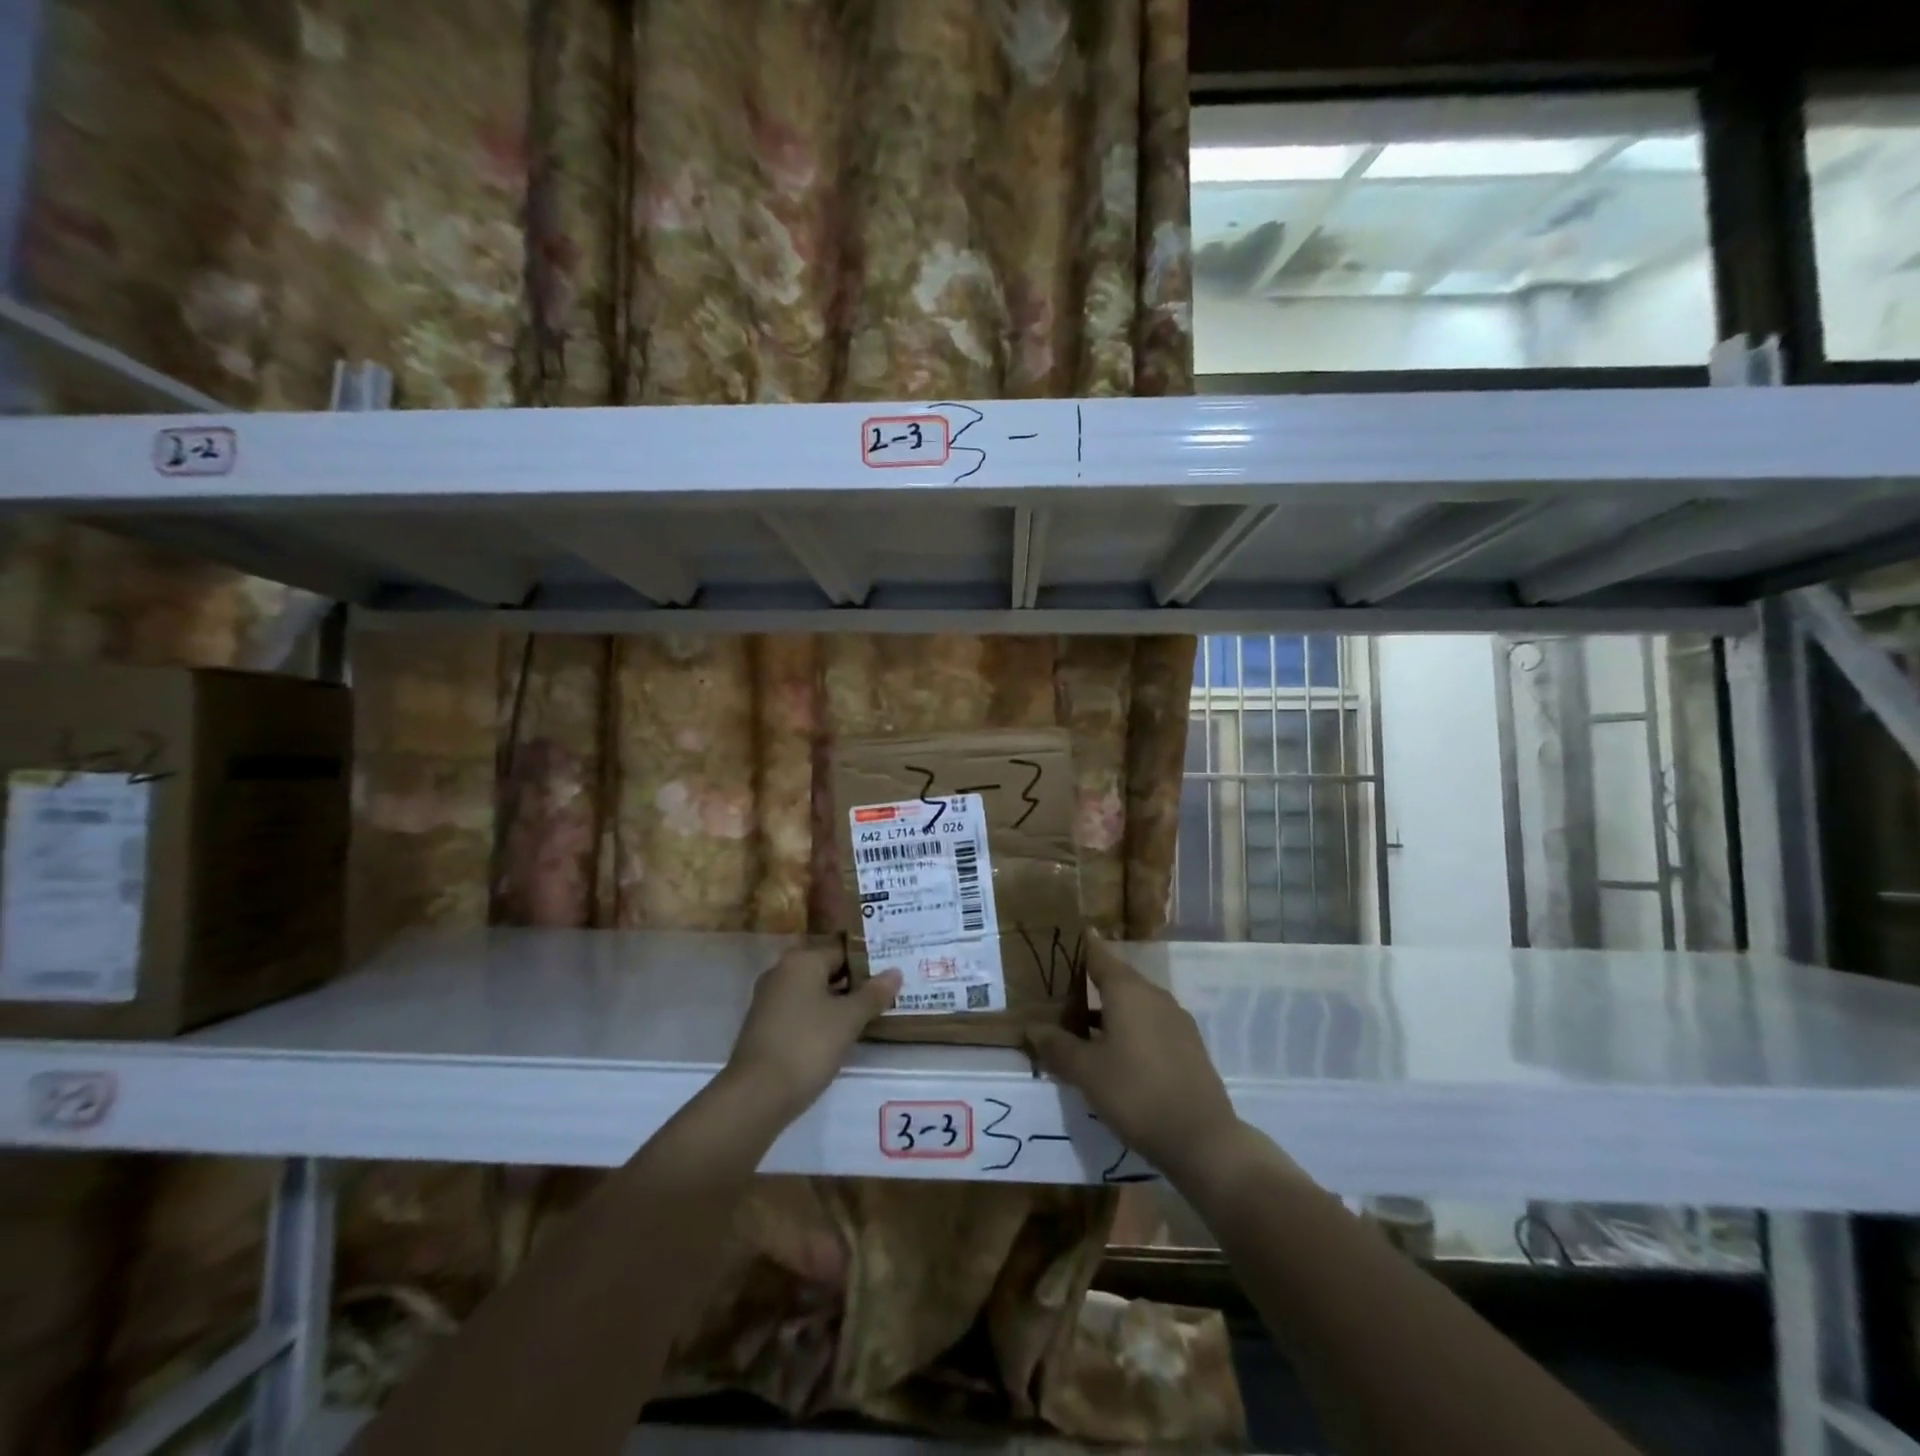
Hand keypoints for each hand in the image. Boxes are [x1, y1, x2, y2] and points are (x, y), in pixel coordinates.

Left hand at [725, 942, 900, 1121]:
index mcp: (802, 960)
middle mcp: (782, 971)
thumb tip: (895, 972)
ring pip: (813, 990)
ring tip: (869, 1013)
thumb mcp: (848, 1019)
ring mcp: (770, 999)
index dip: (868, 960)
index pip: (842, 948)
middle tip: (886, 992)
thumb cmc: (807, 1045)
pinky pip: (801, 1009)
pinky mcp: (765, 1024)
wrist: (756, 1095)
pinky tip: (840, 1032)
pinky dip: (821, 1016)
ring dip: (838, 1000)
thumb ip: (873, 994)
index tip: (892, 972)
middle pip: (826, 967)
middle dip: (855, 980)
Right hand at [1027, 935, 1241, 1184]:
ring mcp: (1176, 1020)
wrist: (1203, 1140)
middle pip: (1117, 979)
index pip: (1099, 956)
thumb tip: (1032, 1027)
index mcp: (1128, 991)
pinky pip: (1150, 1023)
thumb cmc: (1136, 1094)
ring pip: (1134, 1003)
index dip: (1082, 946)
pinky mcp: (1188, 1045)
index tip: (1065, 936)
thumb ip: (1058, 1046)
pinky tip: (1114, 1052)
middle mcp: (1154, 996)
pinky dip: (1128, 1027)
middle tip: (1060, 991)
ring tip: (1081, 1026)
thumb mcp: (1087, 1072)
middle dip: (1089, 983)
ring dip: (1108, 1010)